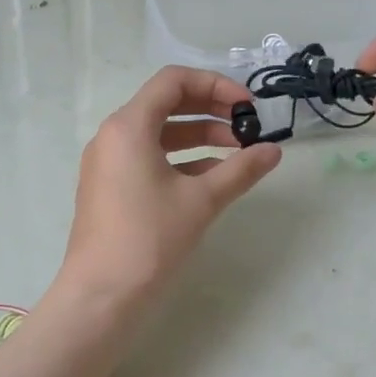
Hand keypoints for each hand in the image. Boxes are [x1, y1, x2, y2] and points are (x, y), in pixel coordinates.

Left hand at [57, 67, 281, 306]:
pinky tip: (212, 176)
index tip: (247, 106)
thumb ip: (240, 170)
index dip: (216, 85)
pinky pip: (148, 157)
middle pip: (166, 103)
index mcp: (129, 126)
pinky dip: (180, 159)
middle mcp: (113, 136)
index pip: (173, 81)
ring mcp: (108, 162)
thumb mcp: (201, 200)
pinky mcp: (109, 187)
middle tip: (247, 125)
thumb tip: (274, 150)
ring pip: (158, 133)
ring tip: (238, 151)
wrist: (101, 295)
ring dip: (199, 136)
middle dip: (210, 109)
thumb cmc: (150, 239)